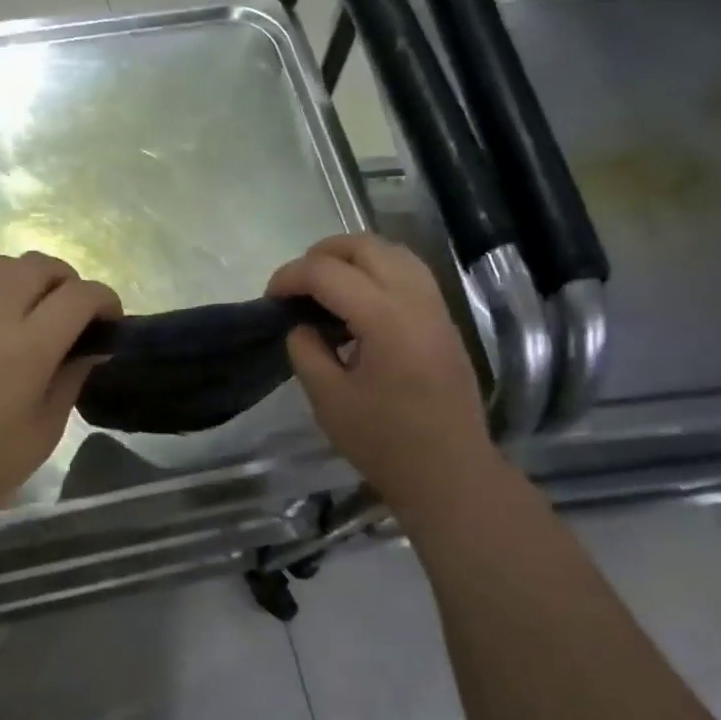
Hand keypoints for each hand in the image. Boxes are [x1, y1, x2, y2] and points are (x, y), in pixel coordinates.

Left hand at [0, 251, 119, 526]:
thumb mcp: (47, 427)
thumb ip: (73, 377)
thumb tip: (93, 348)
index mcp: (27, 347)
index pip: (77, 295)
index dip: (105, 300)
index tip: (112, 324)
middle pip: (40, 265)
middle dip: (70, 280)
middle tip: (79, 316)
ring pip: (8, 264)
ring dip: (36, 277)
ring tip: (46, 313)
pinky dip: (10, 287)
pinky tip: (14, 325)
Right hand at [267, 234, 495, 510]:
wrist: (450, 473)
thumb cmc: (384, 442)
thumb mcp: (328, 399)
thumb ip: (306, 351)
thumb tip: (301, 325)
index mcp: (385, 320)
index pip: (328, 273)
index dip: (291, 277)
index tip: (270, 299)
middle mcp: (415, 301)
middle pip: (365, 246)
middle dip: (321, 254)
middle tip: (295, 285)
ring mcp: (436, 308)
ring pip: (393, 252)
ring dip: (352, 257)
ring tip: (325, 285)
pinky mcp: (444, 320)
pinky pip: (410, 272)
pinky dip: (377, 270)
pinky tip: (358, 300)